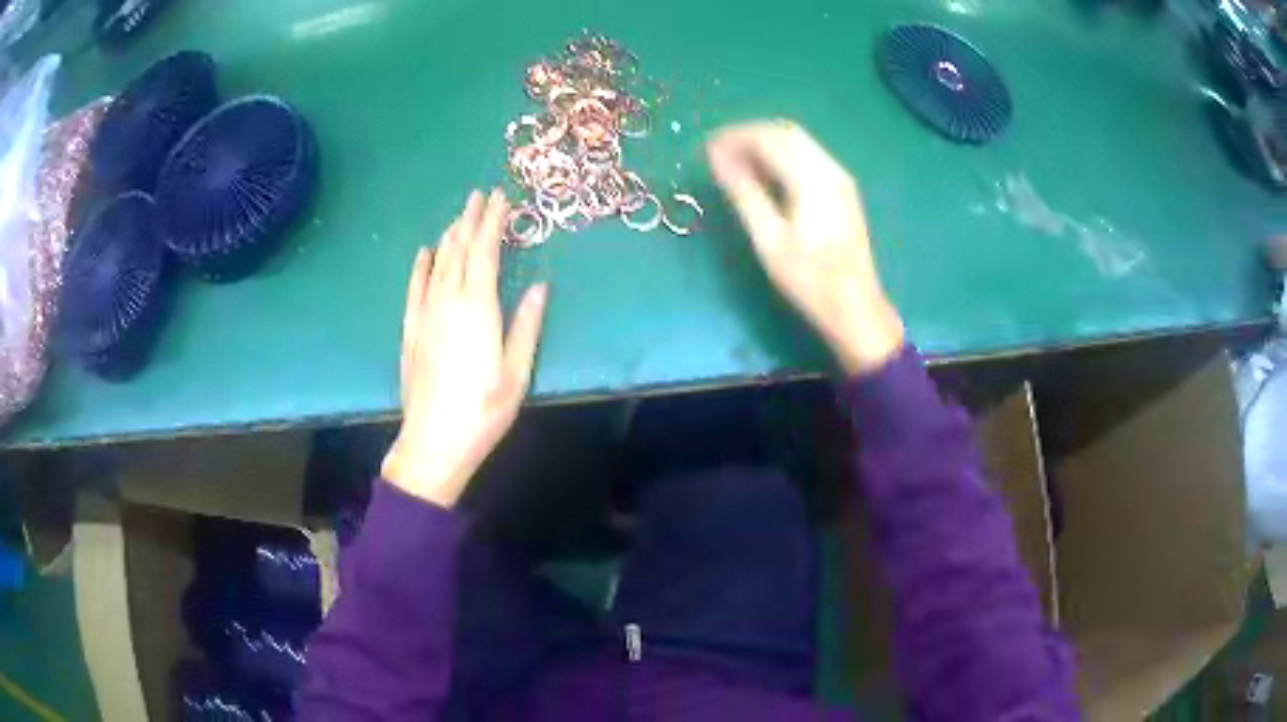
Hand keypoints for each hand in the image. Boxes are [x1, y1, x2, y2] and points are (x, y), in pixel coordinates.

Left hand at [381, 190, 547, 507]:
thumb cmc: (483, 409)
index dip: (493, 222)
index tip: (501, 198)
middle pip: (459, 249)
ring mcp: (425, 313)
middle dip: (471, 219)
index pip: (485, 251)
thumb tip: (540, 286)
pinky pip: (414, 287)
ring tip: (460, 215)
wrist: (434, 440)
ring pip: (437, 263)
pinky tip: (425, 252)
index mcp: (478, 307)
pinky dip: (420, 266)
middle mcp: (448, 300)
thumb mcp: (517, 371)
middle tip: (480, 194)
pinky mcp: (411, 329)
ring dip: (449, 235)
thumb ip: (527, 325)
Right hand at [707, 121, 904, 375]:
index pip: (767, 140)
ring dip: (765, 144)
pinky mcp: (843, 189)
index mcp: (812, 181)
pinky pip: (809, 156)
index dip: (733, 139)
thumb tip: (718, 160)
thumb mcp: (769, 240)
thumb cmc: (809, 280)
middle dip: (749, 135)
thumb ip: (744, 194)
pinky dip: (782, 156)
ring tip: (736, 163)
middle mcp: (830, 170)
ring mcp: (841, 178)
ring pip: (799, 142)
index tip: (706, 150)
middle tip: (719, 153)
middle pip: (785, 133)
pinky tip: (765, 175)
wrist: (855, 306)